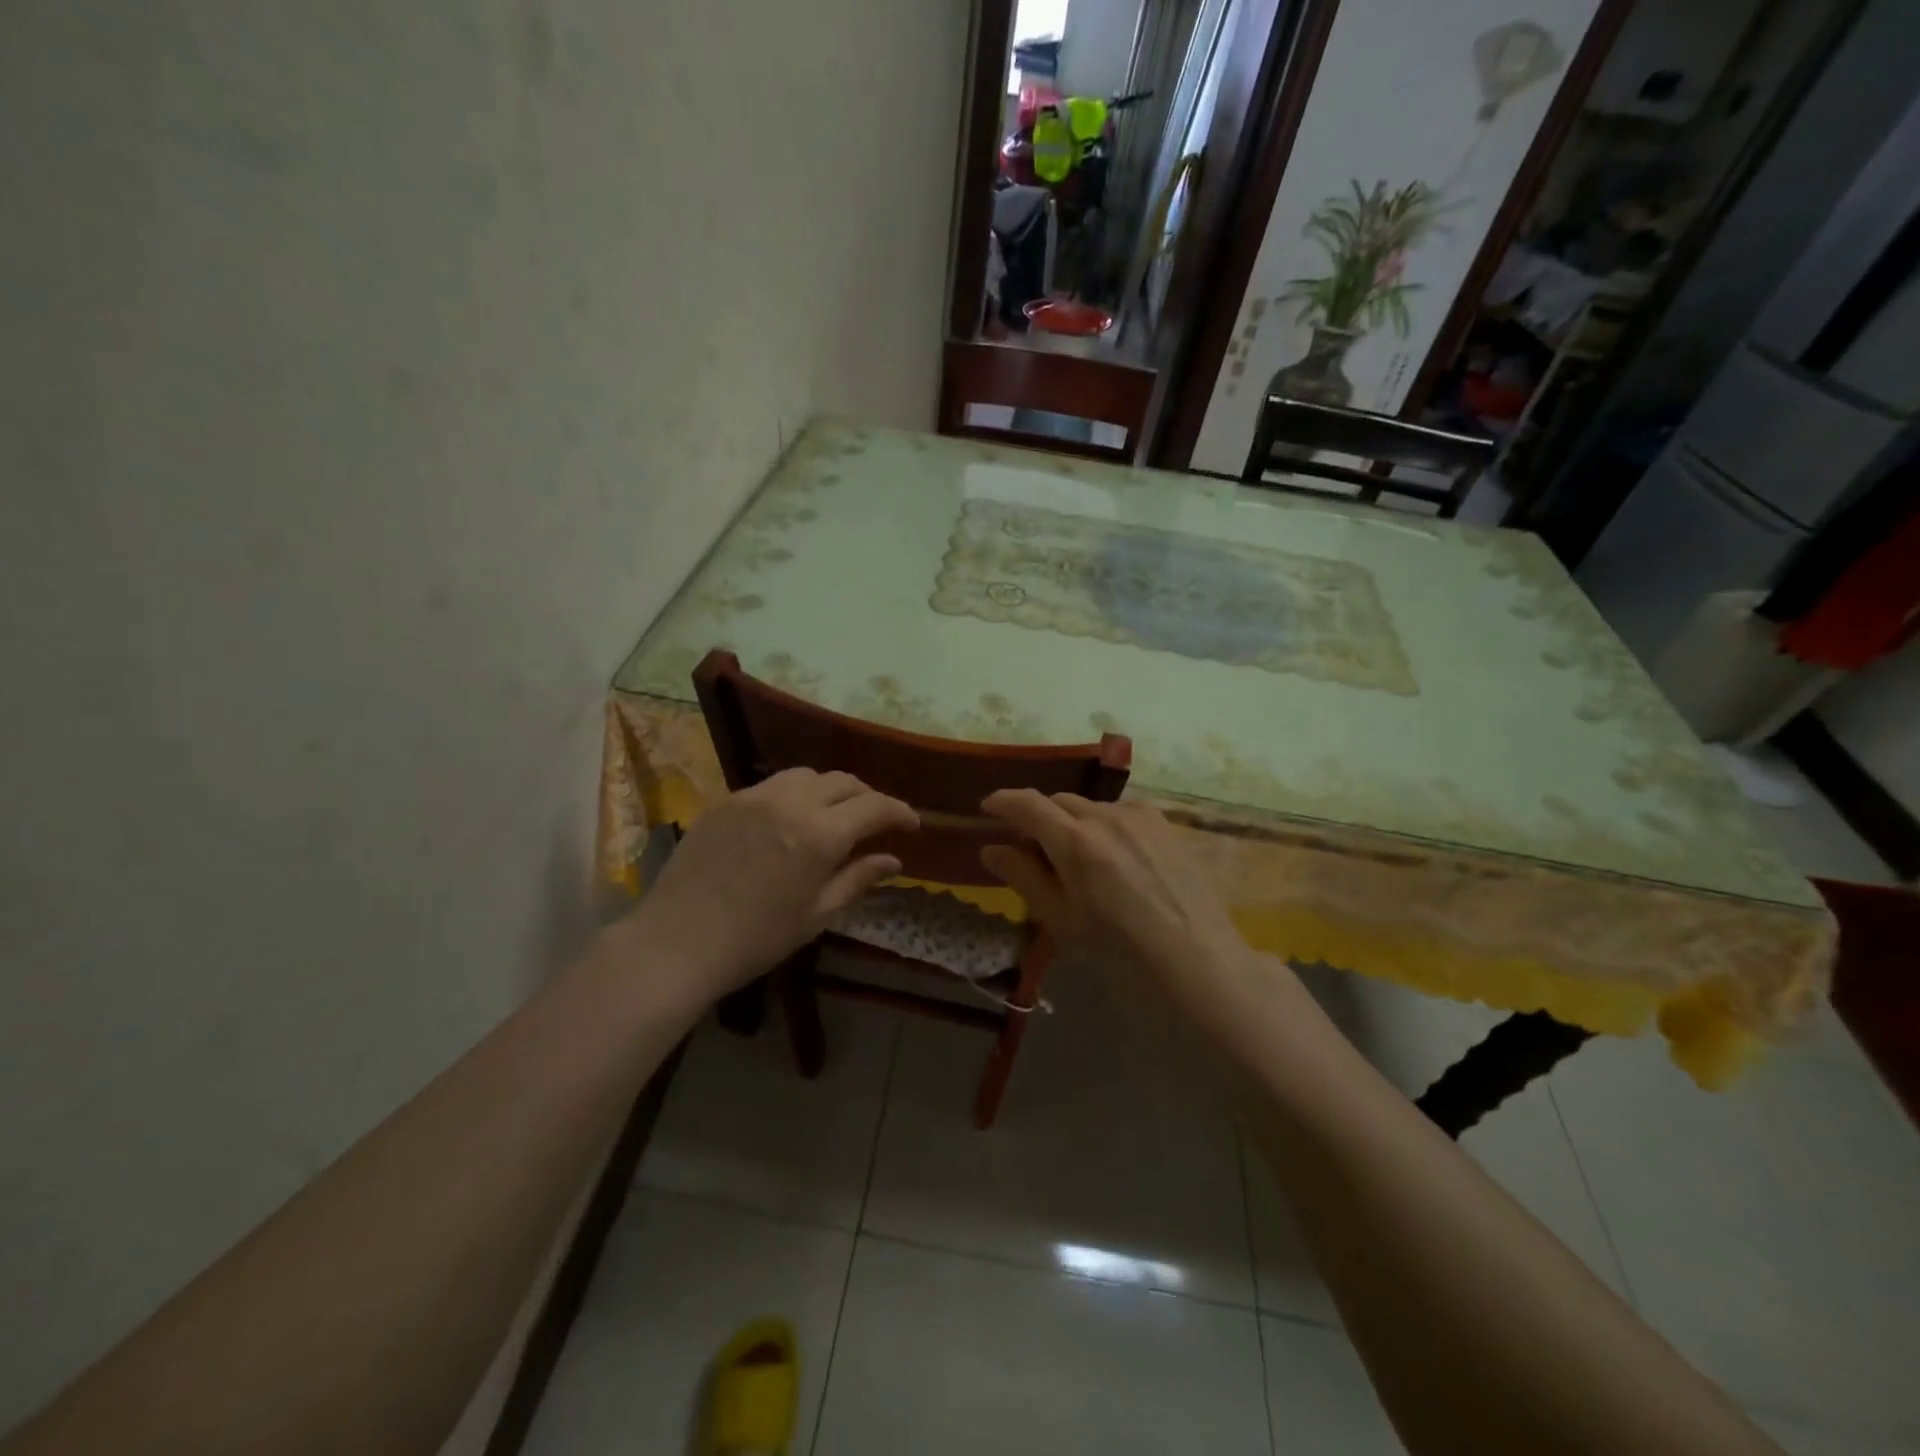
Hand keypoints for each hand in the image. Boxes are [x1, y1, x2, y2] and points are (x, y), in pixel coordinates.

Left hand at [628, 769, 917, 1001]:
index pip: (874, 806)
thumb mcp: (816, 915)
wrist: (675, 943)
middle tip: (876, 822)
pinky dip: (794, 794)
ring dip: (830, 790)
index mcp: (819, 835)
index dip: (899, 812)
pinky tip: (790, 820)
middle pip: (843, 782)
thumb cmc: (755, 940)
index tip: (912, 824)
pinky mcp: (726, 801)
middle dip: (867, 798)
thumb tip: (894, 860)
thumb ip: (858, 879)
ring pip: (807, 775)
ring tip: (833, 815)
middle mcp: (790, 803)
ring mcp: (754, 797)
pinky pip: (772, 785)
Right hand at [979, 791, 1257, 1016]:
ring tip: (1074, 857)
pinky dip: (1104, 825)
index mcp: (1076, 842)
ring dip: (1072, 821)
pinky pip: (1122, 813)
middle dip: (1038, 816)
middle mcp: (1108, 817)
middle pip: (1059, 801)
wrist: (1199, 966)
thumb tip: (991, 848)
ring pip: (1092, 807)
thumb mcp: (1062, 921)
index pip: (1027, 804)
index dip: (1002, 801)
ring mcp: (1142, 818)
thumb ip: (1024, 877)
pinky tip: (1112, 858)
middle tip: (1029, 847)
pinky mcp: (1166, 826)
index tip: (987, 808)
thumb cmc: (1121, 954)